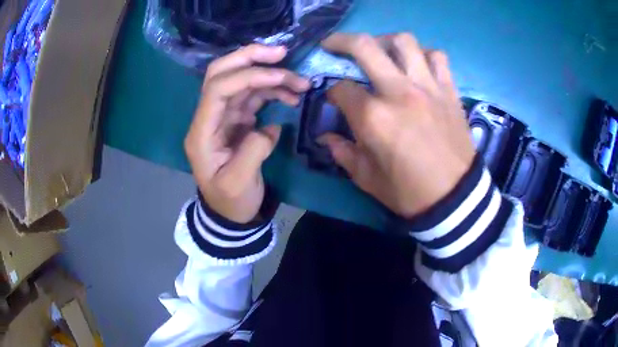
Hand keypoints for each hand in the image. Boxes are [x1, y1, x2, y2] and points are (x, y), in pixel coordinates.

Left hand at [185, 45, 309, 222]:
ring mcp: (224, 116)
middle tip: (283, 53)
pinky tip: (291, 96)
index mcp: (202, 132)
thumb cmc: (230, 201)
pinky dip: (273, 91)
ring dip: (271, 76)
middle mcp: (209, 117)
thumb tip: (270, 126)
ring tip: (301, 83)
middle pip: (221, 73)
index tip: (279, 76)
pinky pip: (254, 95)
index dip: (247, 76)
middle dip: (251, 57)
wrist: (230, 212)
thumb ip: (253, 151)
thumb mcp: (239, 183)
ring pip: (242, 81)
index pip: (216, 89)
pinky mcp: (237, 119)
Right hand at [319, 33, 475, 217]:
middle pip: (365, 47)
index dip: (332, 92)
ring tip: (381, 51)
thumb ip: (343, 153)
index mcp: (373, 118)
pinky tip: (417, 64)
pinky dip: (425, 54)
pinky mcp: (449, 91)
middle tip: (333, 44)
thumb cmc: (409, 192)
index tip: (334, 99)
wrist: (455, 197)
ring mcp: (428, 87)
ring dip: (386, 41)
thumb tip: (326, 138)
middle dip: (341, 41)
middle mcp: (399, 92)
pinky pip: (437, 57)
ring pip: (404, 42)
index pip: (341, 89)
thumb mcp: (367, 179)